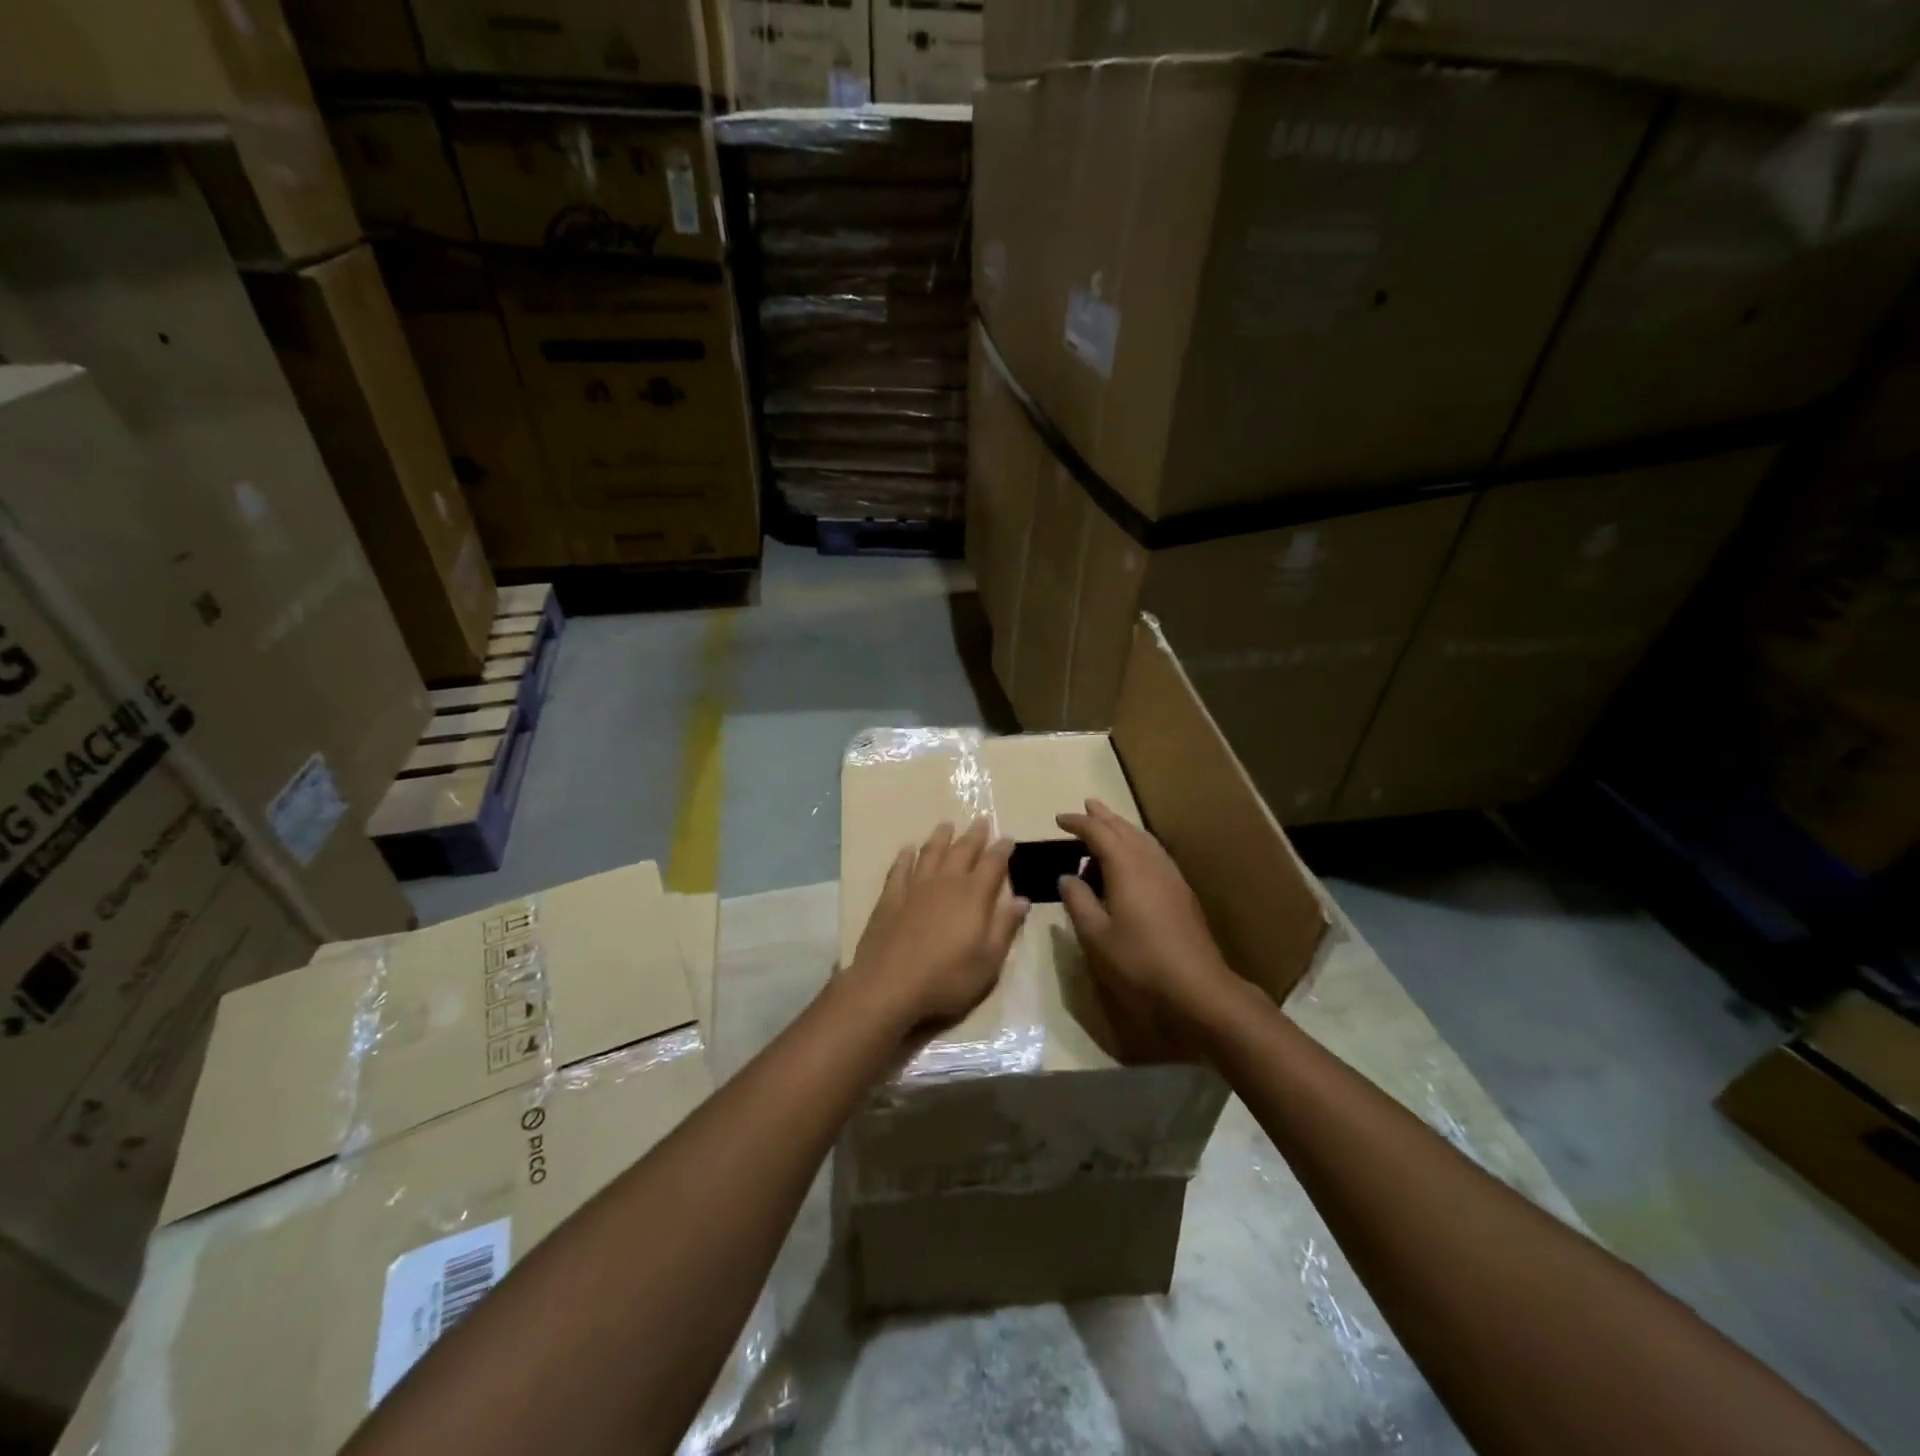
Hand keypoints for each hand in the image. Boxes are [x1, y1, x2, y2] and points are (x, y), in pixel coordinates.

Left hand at [846, 819, 1028, 1034]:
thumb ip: (1005, 927)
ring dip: (941, 837)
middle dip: (974, 835)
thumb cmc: (947, 978)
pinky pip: (900, 868)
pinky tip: (907, 849)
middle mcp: (946, 882)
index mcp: (974, 896)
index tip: (1008, 838)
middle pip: (963, 850)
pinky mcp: (890, 896)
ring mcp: (915, 887)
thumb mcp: (988, 961)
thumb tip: (1022, 899)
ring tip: (947, 825)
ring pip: (931, 852)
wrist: (889, 984)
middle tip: (982, 820)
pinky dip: (906, 856)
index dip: (1002, 849)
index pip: (993, 864)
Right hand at [1056, 800, 1238, 1054]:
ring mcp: (1170, 875)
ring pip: (1143, 839)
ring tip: (1108, 825)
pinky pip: (1154, 854)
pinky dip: (1137, 846)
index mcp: (1126, 866)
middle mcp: (1150, 861)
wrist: (1197, 988)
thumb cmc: (1139, 961)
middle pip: (1124, 828)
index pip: (1098, 832)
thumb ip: (1078, 901)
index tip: (1059, 820)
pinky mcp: (1181, 892)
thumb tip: (1066, 876)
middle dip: (1104, 817)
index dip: (1078, 823)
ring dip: (1123, 828)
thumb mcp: (1095, 935)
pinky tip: (1134, 860)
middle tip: (1086, 806)